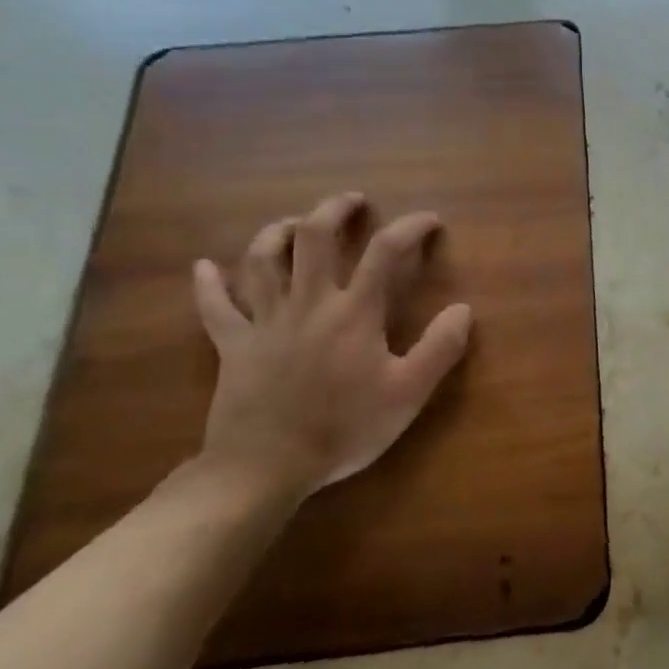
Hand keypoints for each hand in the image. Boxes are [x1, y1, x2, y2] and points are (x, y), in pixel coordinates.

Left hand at [190, 192, 472, 500]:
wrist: (266, 466)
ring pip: (262, 260)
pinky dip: (208, 284)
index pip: (386, 252)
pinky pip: (216, 307)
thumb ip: (440, 348)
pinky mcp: (233, 345)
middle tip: (353, 202)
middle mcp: (308, 303)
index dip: (410, 227)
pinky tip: (204, 266)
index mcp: (354, 312)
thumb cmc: (344, 428)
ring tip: (293, 223)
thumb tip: (463, 309)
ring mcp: (265, 321)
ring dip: (277, 232)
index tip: (429, 220)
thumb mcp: (408, 394)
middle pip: (314, 238)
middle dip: (335, 210)